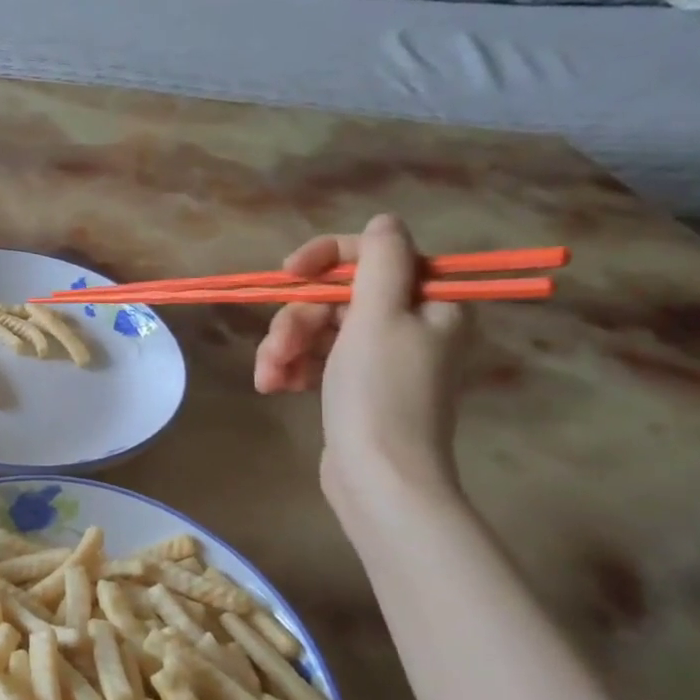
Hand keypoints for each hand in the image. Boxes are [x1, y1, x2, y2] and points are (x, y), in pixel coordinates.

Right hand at [253, 214, 467, 515]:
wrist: (378, 477)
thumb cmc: (380, 393)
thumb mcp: (379, 317)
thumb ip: (381, 261)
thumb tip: (384, 222)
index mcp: (430, 302)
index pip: (375, 255)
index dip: (327, 258)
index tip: (290, 273)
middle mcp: (410, 324)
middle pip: (338, 297)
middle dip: (297, 320)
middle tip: (277, 350)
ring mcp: (380, 358)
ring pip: (319, 329)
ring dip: (286, 348)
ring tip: (269, 378)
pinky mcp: (355, 386)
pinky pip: (317, 359)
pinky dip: (292, 368)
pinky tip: (274, 387)